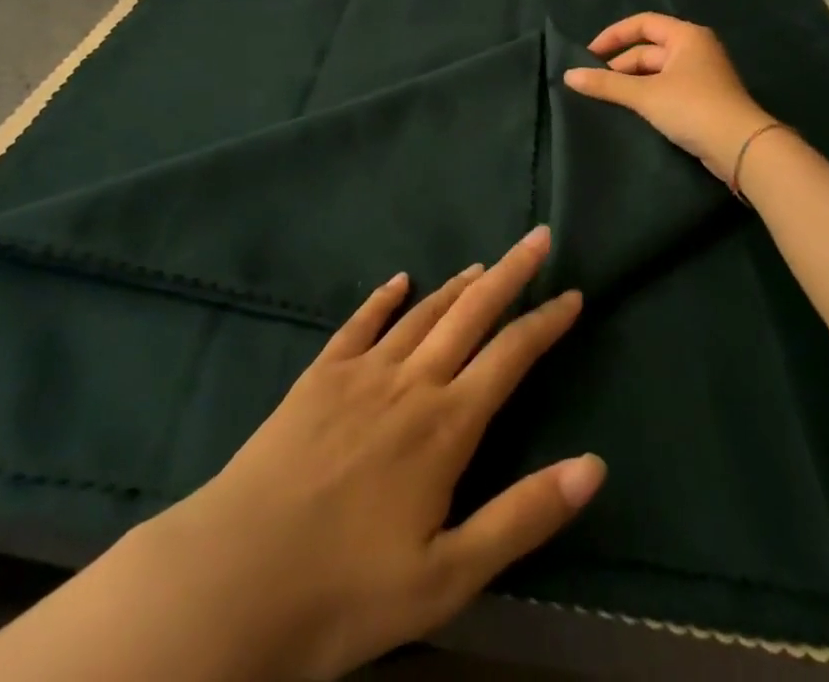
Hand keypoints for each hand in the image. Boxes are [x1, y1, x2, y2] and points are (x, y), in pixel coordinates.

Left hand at [133, 226, 603, 680]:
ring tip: (485, 264)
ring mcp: (361, 372)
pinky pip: (359, 324)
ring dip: (458, 285)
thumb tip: (595, 466)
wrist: (233, 579)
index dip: (547, 321)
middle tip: (538, 238)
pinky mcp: (319, 376)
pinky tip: (398, 281)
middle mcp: (410, 381)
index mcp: (446, 425)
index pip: (511, 355)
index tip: (573, 293)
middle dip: (511, 273)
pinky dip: (383, 298)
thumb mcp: (448, 577)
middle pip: (472, 313)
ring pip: (422, 313)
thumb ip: (522, 516)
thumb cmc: (346, 591)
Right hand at [563, 12, 773, 183]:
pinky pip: (667, 89)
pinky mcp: (704, 100)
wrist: (741, 148)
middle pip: (648, 49)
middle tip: (595, 85)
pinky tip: (632, 112)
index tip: (589, 55)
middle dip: (620, 65)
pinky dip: (648, 96)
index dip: (613, 36)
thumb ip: (606, 85)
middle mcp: (696, 49)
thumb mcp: (645, 95)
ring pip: (657, 72)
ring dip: (632, 83)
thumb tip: (569, 76)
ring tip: (608, 100)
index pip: (642, 23)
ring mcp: (702, 75)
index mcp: (686, 36)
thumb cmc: (693, 107)